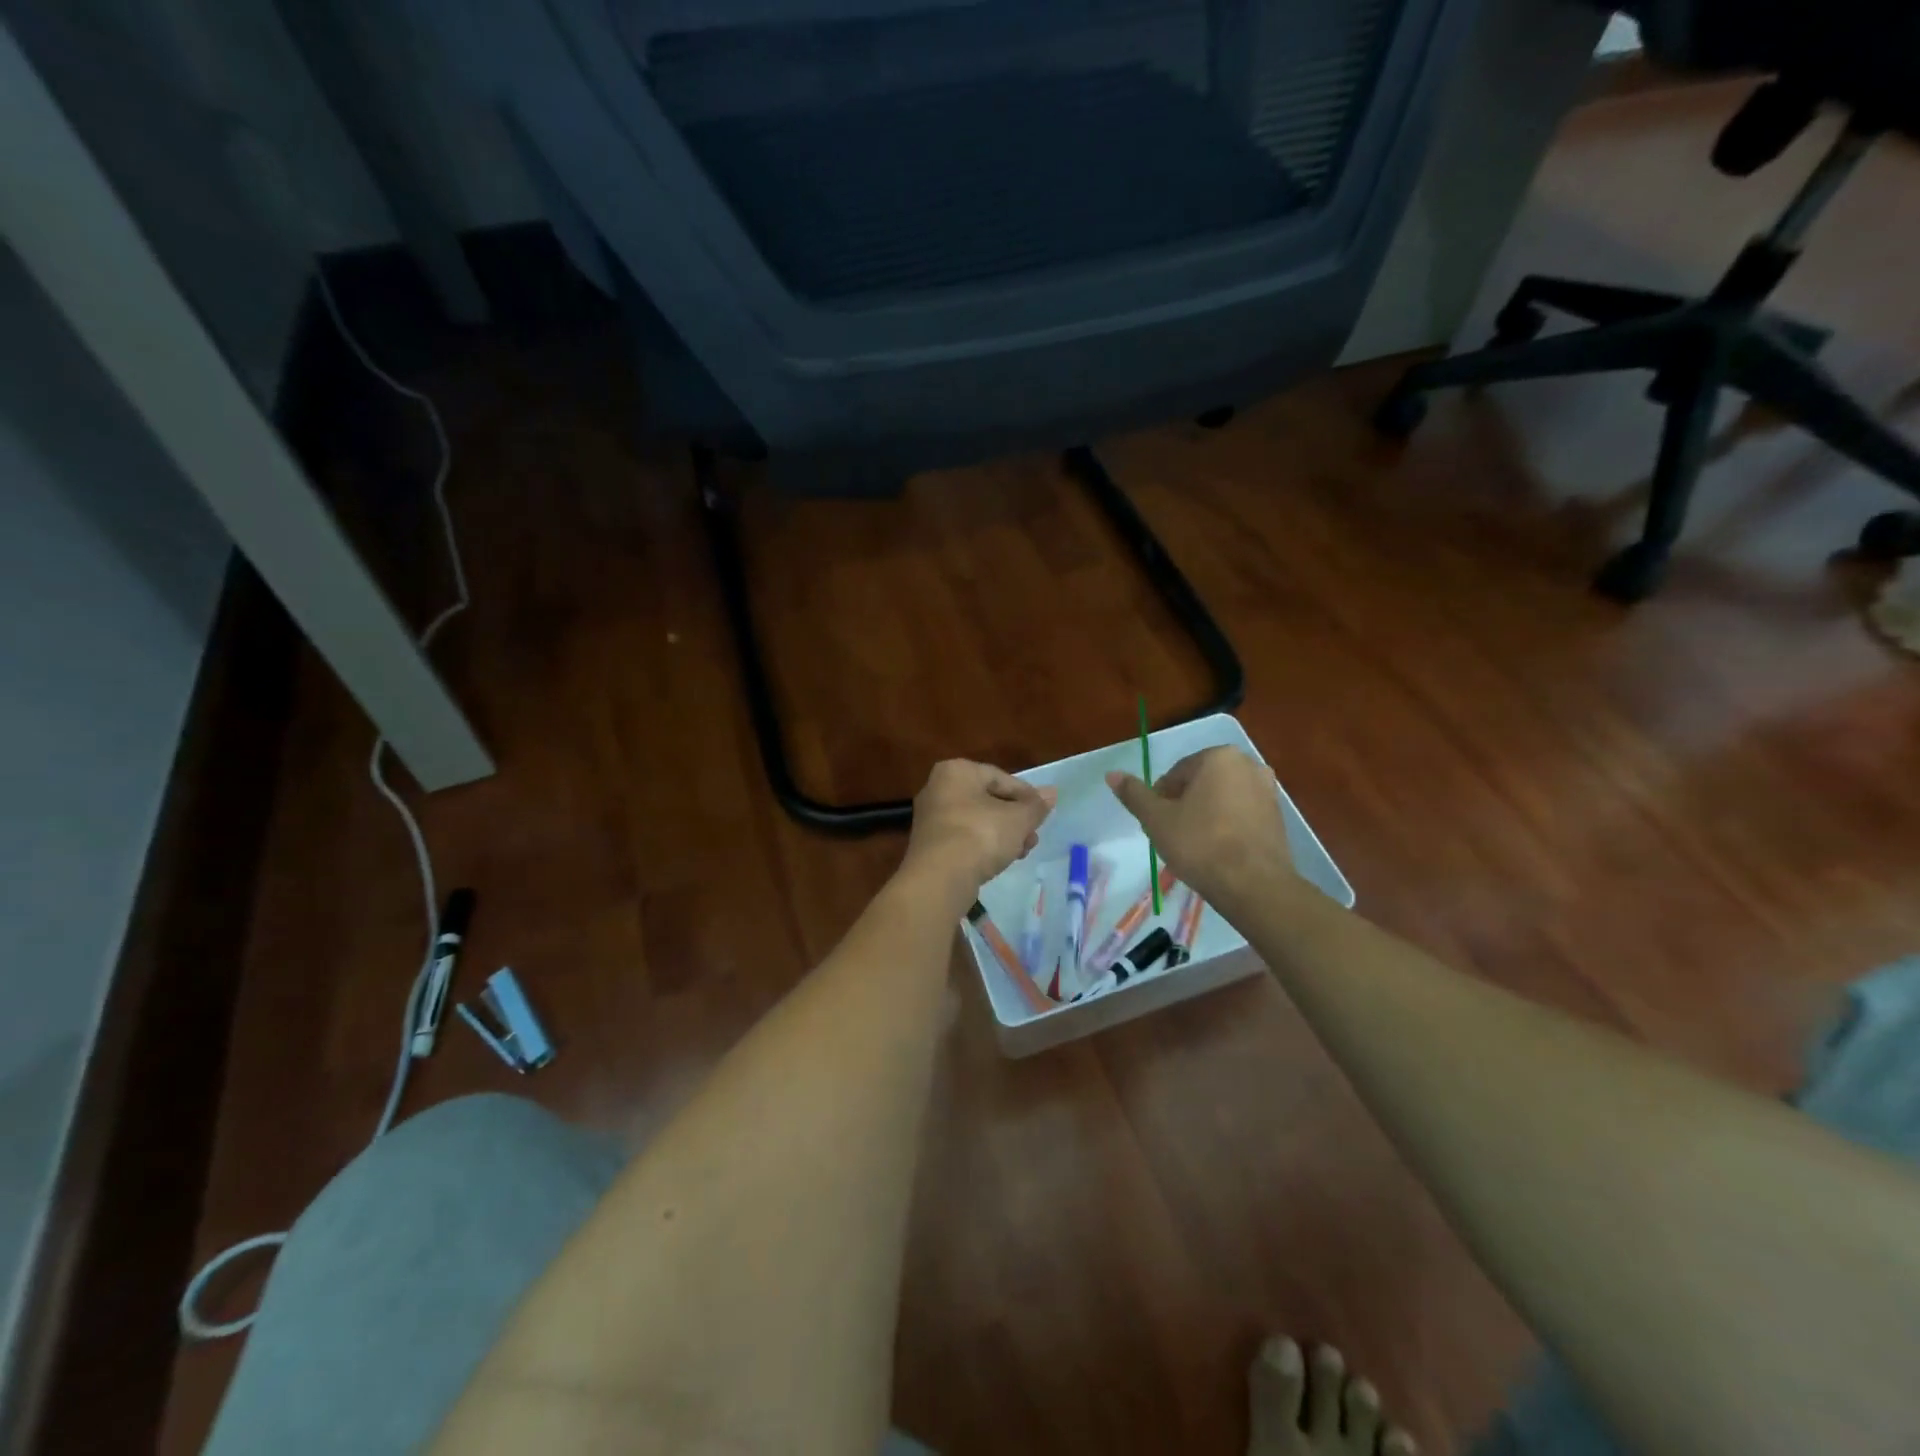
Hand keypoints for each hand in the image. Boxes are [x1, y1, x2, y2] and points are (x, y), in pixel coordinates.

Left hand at [903, 760, 1055, 898]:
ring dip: (1003, 835)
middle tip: (1033, 836)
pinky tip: (1000, 862)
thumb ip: (1036, 806)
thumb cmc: (981, 835)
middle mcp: (937, 788)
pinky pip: (963, 839)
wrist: (940, 877)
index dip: (1026, 796)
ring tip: (1022, 852)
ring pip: (976, 821)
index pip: (1000, 777)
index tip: (1043, 814)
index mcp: (957, 771)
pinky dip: (982, 847)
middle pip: (988, 800)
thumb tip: (1051, 793)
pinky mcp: (928, 844)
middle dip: (1015, 819)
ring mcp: (930, 818)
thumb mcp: (1018, 819)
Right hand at [1106, 747, 1291, 908]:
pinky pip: (1241, 814)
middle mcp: (1248, 764)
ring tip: (1193, 846)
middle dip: (1184, 805)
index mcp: (1218, 757)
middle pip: (1200, 783)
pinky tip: (1217, 852)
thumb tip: (1112, 774)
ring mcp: (1268, 790)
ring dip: (1205, 815)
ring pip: (1222, 799)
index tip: (1157, 824)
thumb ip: (1135, 795)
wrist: (1254, 885)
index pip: (1176, 773)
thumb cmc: (1200, 844)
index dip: (1160, 799)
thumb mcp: (1157, 819)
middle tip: (1172, 835)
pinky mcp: (1278, 817)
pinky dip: (1226, 826)